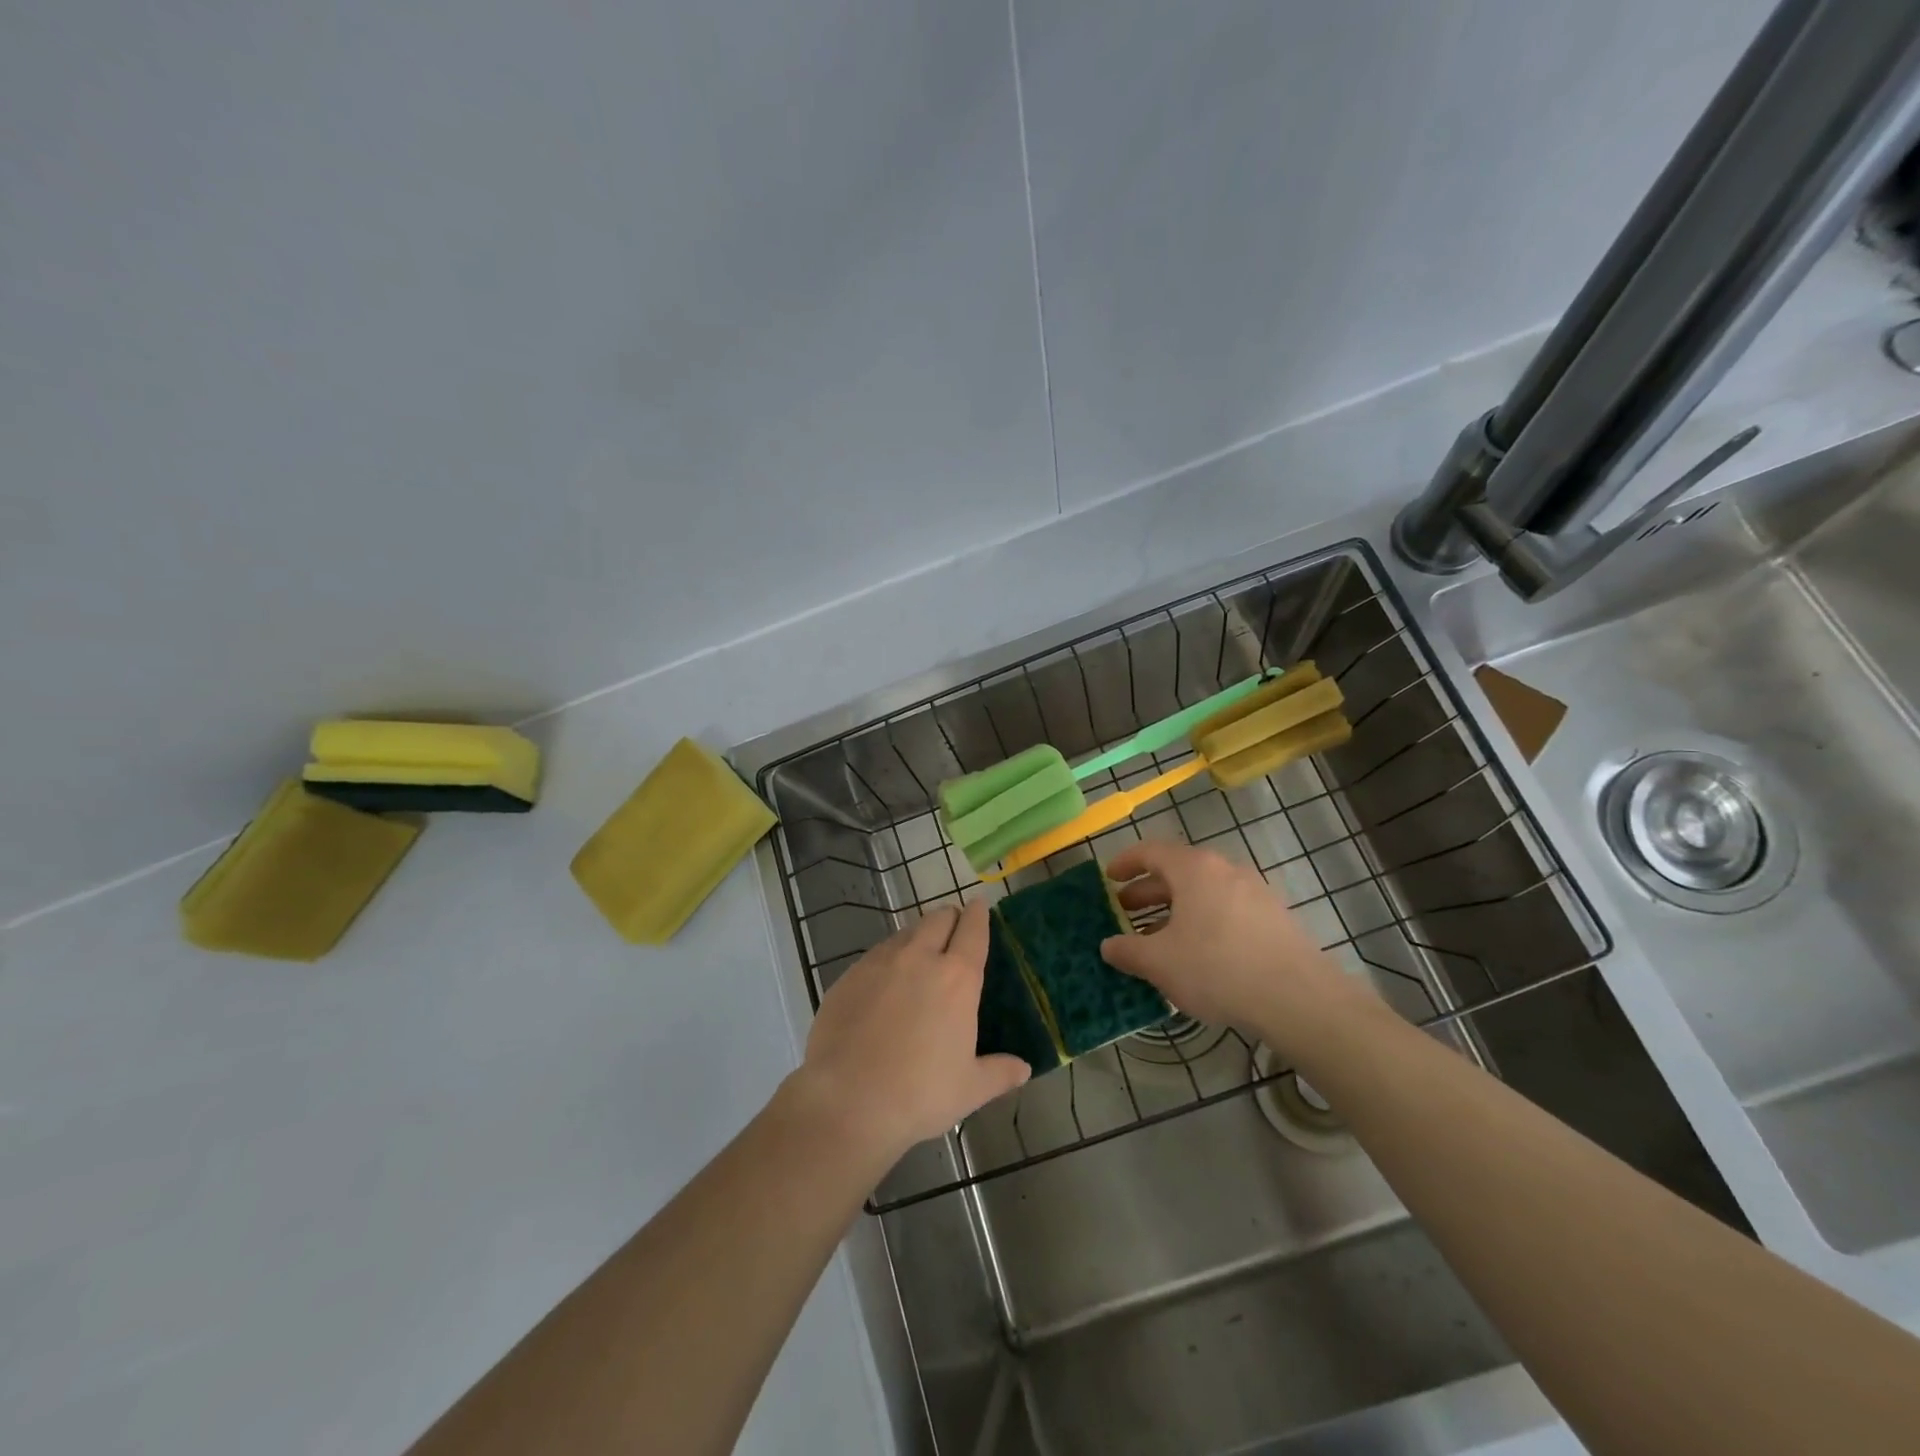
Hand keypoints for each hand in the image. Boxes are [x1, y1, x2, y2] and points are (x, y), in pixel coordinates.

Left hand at [790, 900, 1030, 1163]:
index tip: (979, 905)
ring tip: (920, 957)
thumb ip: (1000, 1073)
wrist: (847, 1101)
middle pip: (938, 919)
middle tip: (954, 931)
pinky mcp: (848, 976)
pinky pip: (875, 955)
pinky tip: (885, 983)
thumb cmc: (919, 1095)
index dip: (978, 914)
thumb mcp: (969, 1089)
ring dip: (918, 937)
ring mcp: (879, 963)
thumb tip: (1024, 1068)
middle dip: (950, 919)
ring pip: (905, 933)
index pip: (972, 931)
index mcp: (957, 978)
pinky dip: (888, 959)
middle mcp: (919, 958)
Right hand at [1100, 841, 1377, 1054]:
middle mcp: (1225, 870)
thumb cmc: (1217, 968)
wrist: (1298, 998)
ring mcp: (1254, 892)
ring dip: (1175, 909)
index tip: (1109, 878)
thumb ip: (1128, 950)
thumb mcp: (1160, 962)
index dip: (1125, 863)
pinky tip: (1197, 953)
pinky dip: (1203, 921)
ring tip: (1157, 937)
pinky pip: (1226, 910)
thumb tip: (1108, 946)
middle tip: (1125, 911)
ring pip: (1203, 893)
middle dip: (1148, 891)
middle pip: (1178, 871)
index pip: (1151, 852)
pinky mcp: (1274, 918)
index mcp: (1194, 868)